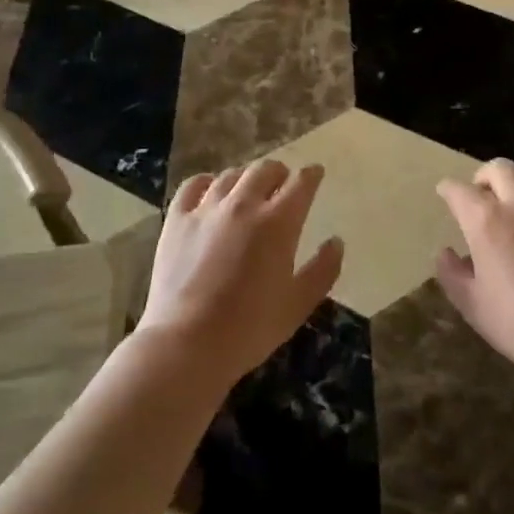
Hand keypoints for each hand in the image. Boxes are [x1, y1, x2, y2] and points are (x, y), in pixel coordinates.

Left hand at [136, 160, 342, 388]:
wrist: (187, 343)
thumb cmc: (249, 328)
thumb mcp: (298, 305)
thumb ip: (323, 270)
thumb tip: (336, 242)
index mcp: (278, 222)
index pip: (300, 184)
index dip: (311, 175)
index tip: (315, 173)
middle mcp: (243, 204)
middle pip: (264, 170)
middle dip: (279, 172)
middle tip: (282, 181)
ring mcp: (207, 208)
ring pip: (230, 175)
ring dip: (245, 177)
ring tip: (248, 187)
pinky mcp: (177, 219)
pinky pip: (193, 185)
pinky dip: (206, 181)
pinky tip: (210, 188)